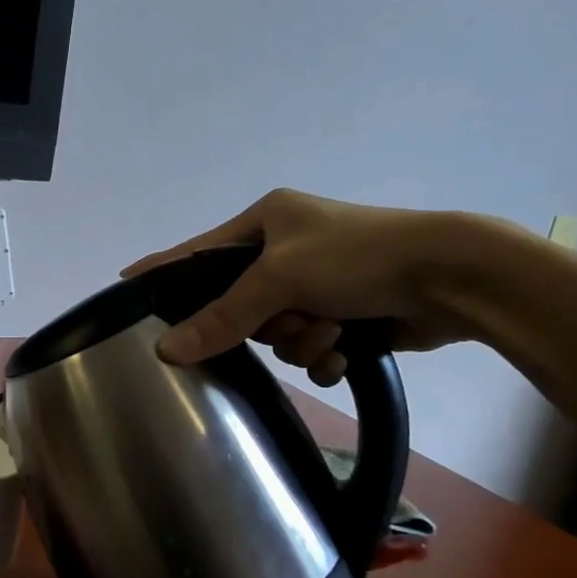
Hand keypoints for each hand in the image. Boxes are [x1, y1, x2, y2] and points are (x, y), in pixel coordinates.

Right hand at [121, 189, 479, 384]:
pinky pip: (310, 350)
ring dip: (303, 340)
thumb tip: (167, 350)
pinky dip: (326, 356)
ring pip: (277, 334)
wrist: (451, 277)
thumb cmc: (358, 257)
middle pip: (241, 305)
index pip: (198, 250)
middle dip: (269, 323)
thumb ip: (223, 315)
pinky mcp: (346, 315)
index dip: (163, 269)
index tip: (125, 282)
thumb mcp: (281, 278)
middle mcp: (288, 250)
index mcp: (268, 221)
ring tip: (334, 330)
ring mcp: (319, 284)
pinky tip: (347, 352)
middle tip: (292, 317)